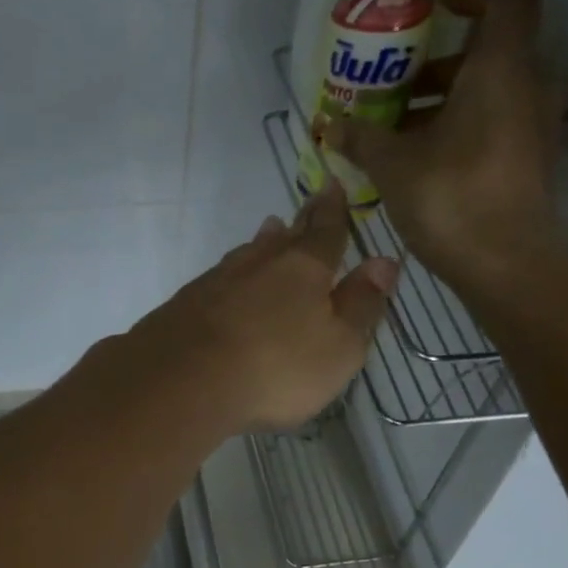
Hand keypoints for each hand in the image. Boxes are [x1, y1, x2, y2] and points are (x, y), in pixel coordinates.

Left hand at [130, 184, 397, 431]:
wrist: (183, 381)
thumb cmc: (276, 368)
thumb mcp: (339, 346)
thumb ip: (362, 304)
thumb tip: (384, 261)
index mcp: (304, 268)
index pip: (326, 232)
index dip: (334, 211)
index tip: (334, 186)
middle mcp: (258, 264)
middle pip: (284, 238)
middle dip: (300, 222)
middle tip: (306, 204)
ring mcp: (216, 282)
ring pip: (247, 254)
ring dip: (262, 243)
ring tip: (269, 232)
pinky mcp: (184, 305)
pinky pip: (218, 279)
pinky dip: (232, 275)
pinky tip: (227, 283)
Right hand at [323, 0, 566, 290]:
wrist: (507, 264)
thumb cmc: (451, 197)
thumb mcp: (393, 164)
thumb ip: (361, 137)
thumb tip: (329, 126)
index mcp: (501, 69)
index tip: (433, 6)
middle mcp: (528, 86)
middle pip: (490, 51)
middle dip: (440, 61)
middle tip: (395, 80)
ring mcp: (534, 126)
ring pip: (491, 91)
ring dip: (445, 99)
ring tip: (396, 125)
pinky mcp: (529, 160)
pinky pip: (495, 123)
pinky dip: (460, 126)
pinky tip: (418, 157)